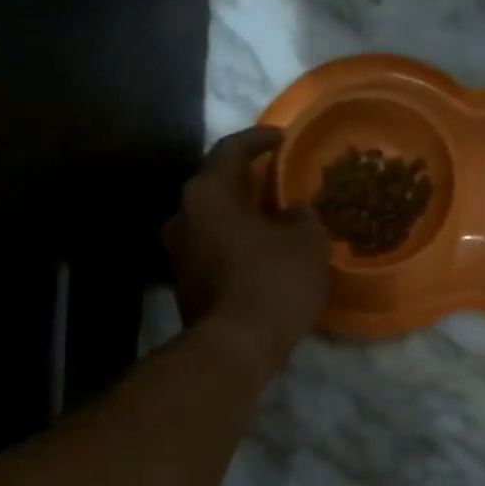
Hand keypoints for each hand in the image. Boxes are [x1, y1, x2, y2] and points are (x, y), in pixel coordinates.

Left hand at [164, 127, 330, 373]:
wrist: (236, 346)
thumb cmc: (274, 281)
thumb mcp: (307, 242)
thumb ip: (302, 216)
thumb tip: (295, 210)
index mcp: (208, 192)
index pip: (232, 150)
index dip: (260, 139)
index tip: (282, 138)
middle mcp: (183, 215)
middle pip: (217, 186)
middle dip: (248, 182)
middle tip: (278, 182)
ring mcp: (177, 253)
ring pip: (213, 221)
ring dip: (240, 218)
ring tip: (272, 222)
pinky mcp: (183, 285)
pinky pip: (212, 251)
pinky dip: (235, 246)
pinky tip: (260, 256)